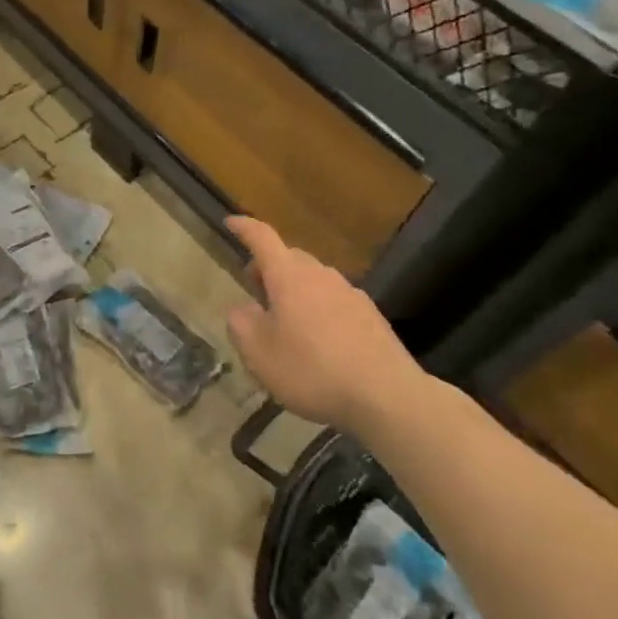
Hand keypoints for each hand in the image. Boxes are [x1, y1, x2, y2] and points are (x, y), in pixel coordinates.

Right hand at [225, 216, 427, 434]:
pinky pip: (335, 301)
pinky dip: (320, 309)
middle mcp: (321, 275)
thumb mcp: (259, 354)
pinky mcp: (371, 316)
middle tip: (256, 291)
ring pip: (314, 280)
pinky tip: (320, 342)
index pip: (262, 238)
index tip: (230, 222)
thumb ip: (241, 324)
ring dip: (296, 291)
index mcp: (289, 277)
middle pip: (291, 258)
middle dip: (270, 267)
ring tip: (287, 323)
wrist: (387, 396)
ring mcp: (350, 293)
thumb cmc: (312, 371)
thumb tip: (242, 308)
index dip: (244, 228)